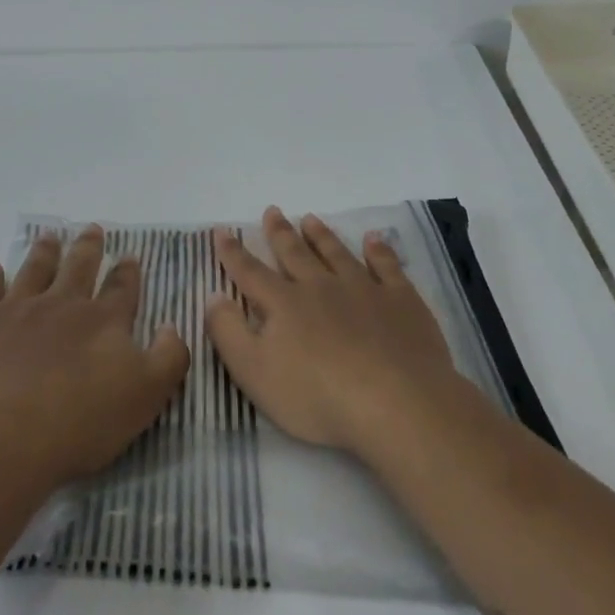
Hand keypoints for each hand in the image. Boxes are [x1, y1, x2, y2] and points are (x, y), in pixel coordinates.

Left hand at [0, 225, 190, 489]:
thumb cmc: (79, 423)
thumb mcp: (147, 396)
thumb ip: (169, 358)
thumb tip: (170, 326)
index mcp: (103, 321)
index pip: (121, 288)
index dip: (128, 272)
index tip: (130, 256)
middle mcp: (61, 305)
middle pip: (78, 267)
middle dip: (88, 248)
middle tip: (91, 229)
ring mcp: (15, 311)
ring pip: (34, 270)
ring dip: (44, 252)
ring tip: (49, 237)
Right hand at [205, 207, 460, 455]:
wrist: (396, 404)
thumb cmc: (317, 397)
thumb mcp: (255, 373)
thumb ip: (229, 333)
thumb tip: (213, 296)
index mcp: (284, 304)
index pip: (250, 272)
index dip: (233, 252)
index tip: (222, 230)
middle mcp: (321, 287)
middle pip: (295, 254)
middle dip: (280, 233)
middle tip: (272, 211)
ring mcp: (364, 289)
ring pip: (337, 254)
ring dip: (321, 236)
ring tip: (310, 219)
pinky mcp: (401, 301)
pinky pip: (387, 266)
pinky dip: (379, 250)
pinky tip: (374, 239)